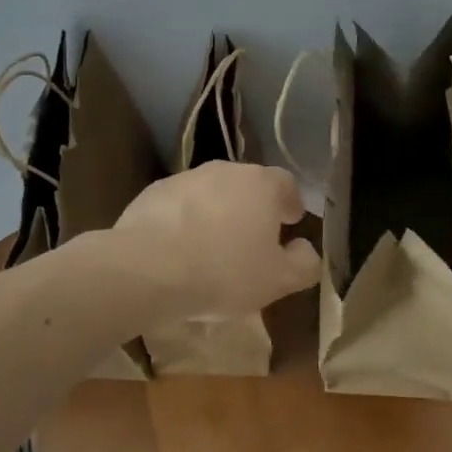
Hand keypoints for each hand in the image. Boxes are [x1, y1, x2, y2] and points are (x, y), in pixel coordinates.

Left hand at [110, 162, 321, 321]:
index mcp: (260, 184)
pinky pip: (178, 207)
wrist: (146, 269)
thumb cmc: (223, 272)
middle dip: (252, 208)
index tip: (290, 221)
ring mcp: (184, 179)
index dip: (290, 202)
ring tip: (212, 249)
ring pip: (210, 194)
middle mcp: (223, 171)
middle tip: (253, 240)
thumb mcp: (278, 280)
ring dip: (216, 214)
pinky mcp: (151, 194)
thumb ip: (303, 263)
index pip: (285, 183)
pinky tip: (179, 251)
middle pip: (246, 186)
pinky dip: (184, 222)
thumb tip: (306, 249)